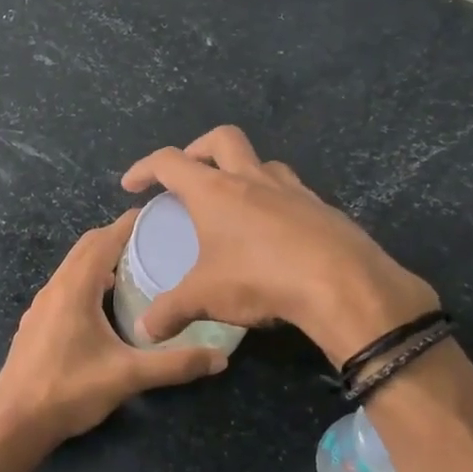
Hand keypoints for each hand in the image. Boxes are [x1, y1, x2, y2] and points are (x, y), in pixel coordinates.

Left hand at [0, 211, 226, 454]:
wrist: (15, 424)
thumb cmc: (70, 390)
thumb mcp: (128, 376)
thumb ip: (175, 364)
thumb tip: (220, 358)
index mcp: (74, 288)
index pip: (103, 240)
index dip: (129, 224)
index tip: (158, 217)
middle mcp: (54, 288)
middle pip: (86, 248)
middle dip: (117, 238)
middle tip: (153, 242)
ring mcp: (40, 306)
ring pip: (72, 268)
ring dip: (100, 261)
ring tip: (134, 270)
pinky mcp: (35, 324)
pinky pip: (64, 287)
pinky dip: (86, 281)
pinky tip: (103, 306)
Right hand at [121, 125, 438, 365]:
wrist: (341, 283)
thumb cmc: (260, 278)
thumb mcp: (205, 298)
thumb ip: (171, 311)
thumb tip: (145, 332)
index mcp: (215, 190)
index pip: (169, 162)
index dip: (145, 168)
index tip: (131, 185)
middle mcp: (252, 179)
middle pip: (221, 139)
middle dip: (198, 149)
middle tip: (188, 176)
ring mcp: (292, 190)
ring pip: (262, 162)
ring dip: (243, 172)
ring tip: (235, 203)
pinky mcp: (322, 208)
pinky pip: (292, 193)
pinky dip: (276, 202)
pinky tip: (275, 234)